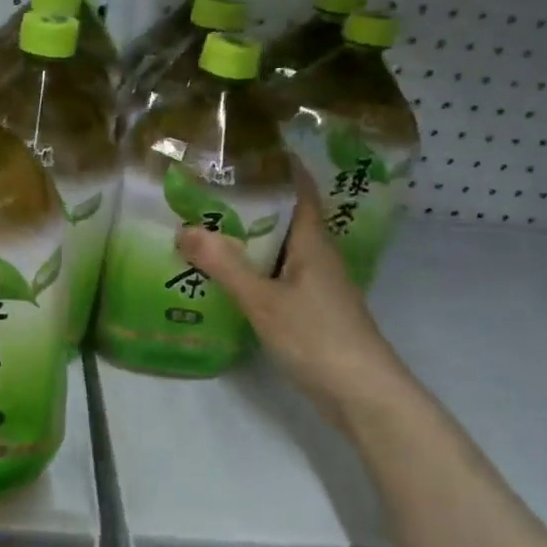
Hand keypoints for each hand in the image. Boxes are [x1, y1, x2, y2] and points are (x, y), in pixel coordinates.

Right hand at [175, 162, 411, 420]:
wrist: (363, 396)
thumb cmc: (318, 338)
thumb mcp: (264, 300)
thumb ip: (225, 265)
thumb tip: (183, 228)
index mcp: (313, 243)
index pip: (299, 190)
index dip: (277, 167)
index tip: (244, 150)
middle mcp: (318, 257)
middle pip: (285, 217)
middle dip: (250, 201)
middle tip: (206, 190)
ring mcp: (316, 286)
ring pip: (280, 249)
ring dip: (249, 237)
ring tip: (206, 227)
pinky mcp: (311, 311)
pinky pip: (277, 276)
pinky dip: (253, 269)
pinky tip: (226, 277)